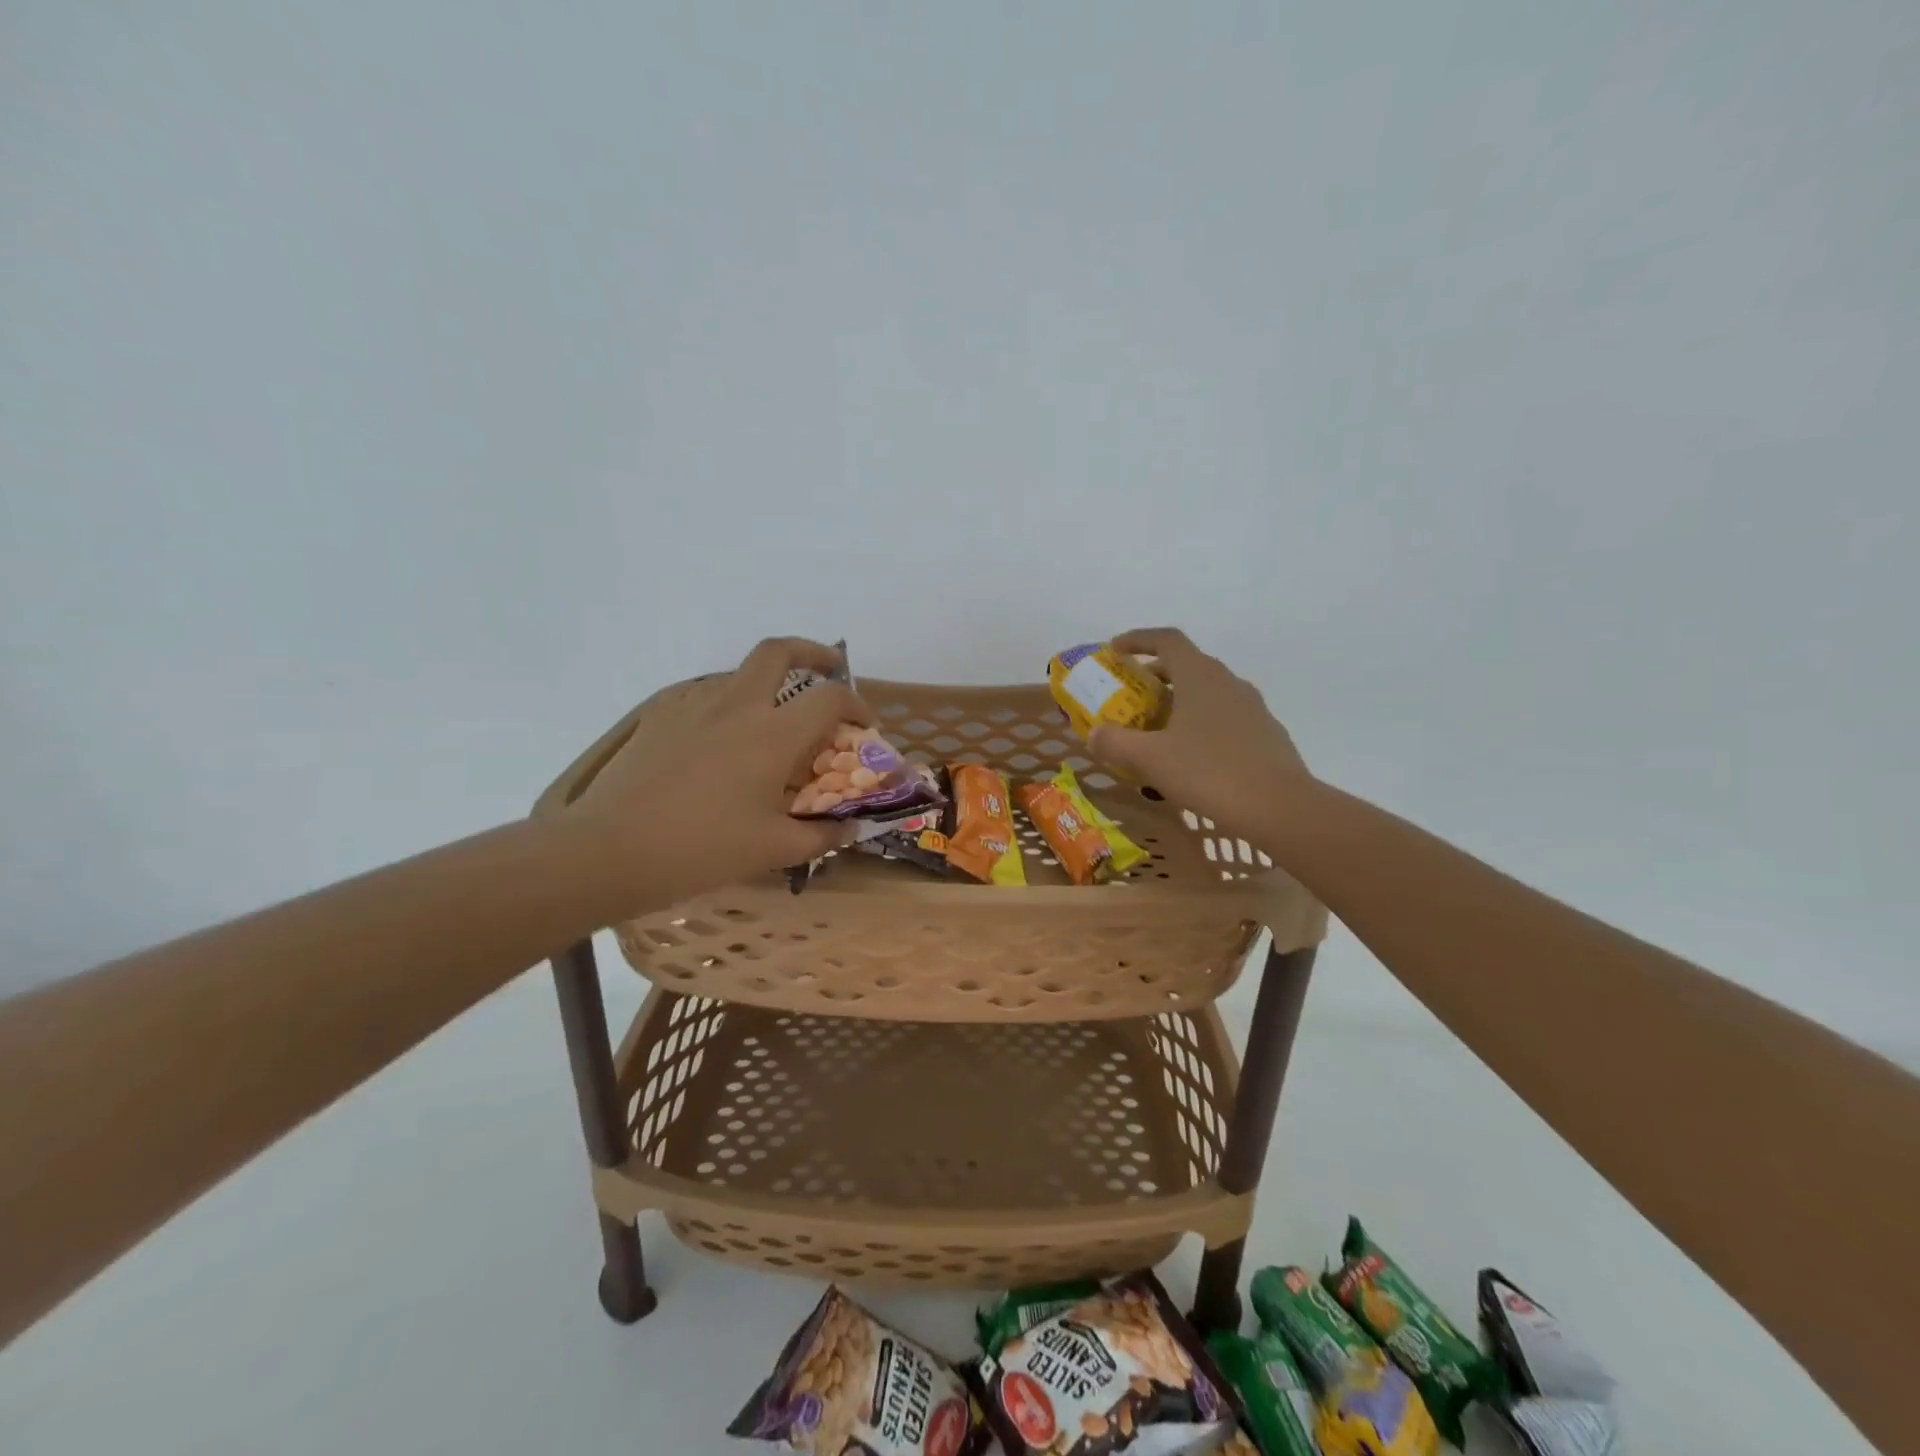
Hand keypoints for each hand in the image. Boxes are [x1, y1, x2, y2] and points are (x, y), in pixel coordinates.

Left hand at [573, 637, 869, 896]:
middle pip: (779, 651)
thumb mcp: (773, 850)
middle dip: (812, 652)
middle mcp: (737, 705)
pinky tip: (722, 739)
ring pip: (739, 672)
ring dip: (767, 683)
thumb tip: (852, 828)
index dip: (858, 704)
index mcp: (772, 734)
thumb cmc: (701, 849)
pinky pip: (704, 694)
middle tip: (827, 669)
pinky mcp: (660, 715)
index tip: (864, 725)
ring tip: (772, 720)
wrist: (609, 851)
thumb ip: (822, 836)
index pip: (831, 697)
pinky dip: (727, 703)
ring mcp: (693, 704)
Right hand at [1087, 628, 1314, 840]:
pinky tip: (1192, 754)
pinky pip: (1225, 716)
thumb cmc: (1210, 773)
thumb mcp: (1151, 760)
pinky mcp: (1265, 733)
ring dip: (1180, 699)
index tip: (1115, 649)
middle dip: (1155, 674)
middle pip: (1187, 664)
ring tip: (1159, 727)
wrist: (1280, 808)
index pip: (1167, 639)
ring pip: (1209, 691)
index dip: (1138, 639)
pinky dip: (1202, 722)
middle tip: (1131, 695)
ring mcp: (1252, 707)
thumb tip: (1094, 734)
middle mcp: (1228, 682)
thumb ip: (1115, 743)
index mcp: (1200, 676)